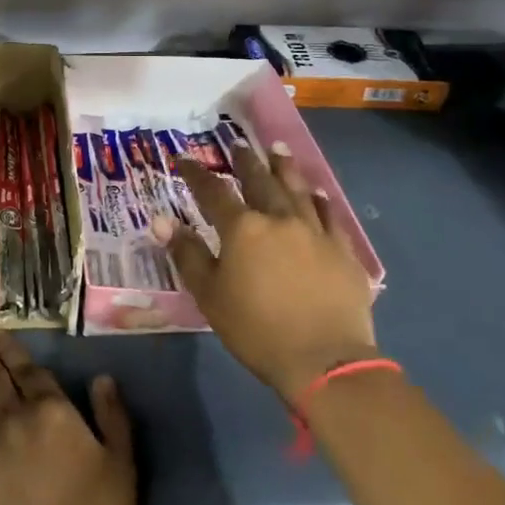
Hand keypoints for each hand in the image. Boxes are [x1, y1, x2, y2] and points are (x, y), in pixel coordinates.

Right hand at [161, 143, 378, 400]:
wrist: (325, 361)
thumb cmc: (257, 330)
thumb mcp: (210, 295)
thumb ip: (187, 254)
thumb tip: (162, 220)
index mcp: (243, 228)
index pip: (213, 191)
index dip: (196, 174)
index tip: (183, 158)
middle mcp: (279, 218)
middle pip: (259, 180)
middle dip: (246, 161)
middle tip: (239, 143)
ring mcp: (315, 231)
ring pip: (296, 189)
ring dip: (284, 167)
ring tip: (277, 149)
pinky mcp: (342, 250)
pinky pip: (329, 215)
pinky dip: (319, 200)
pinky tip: (317, 193)